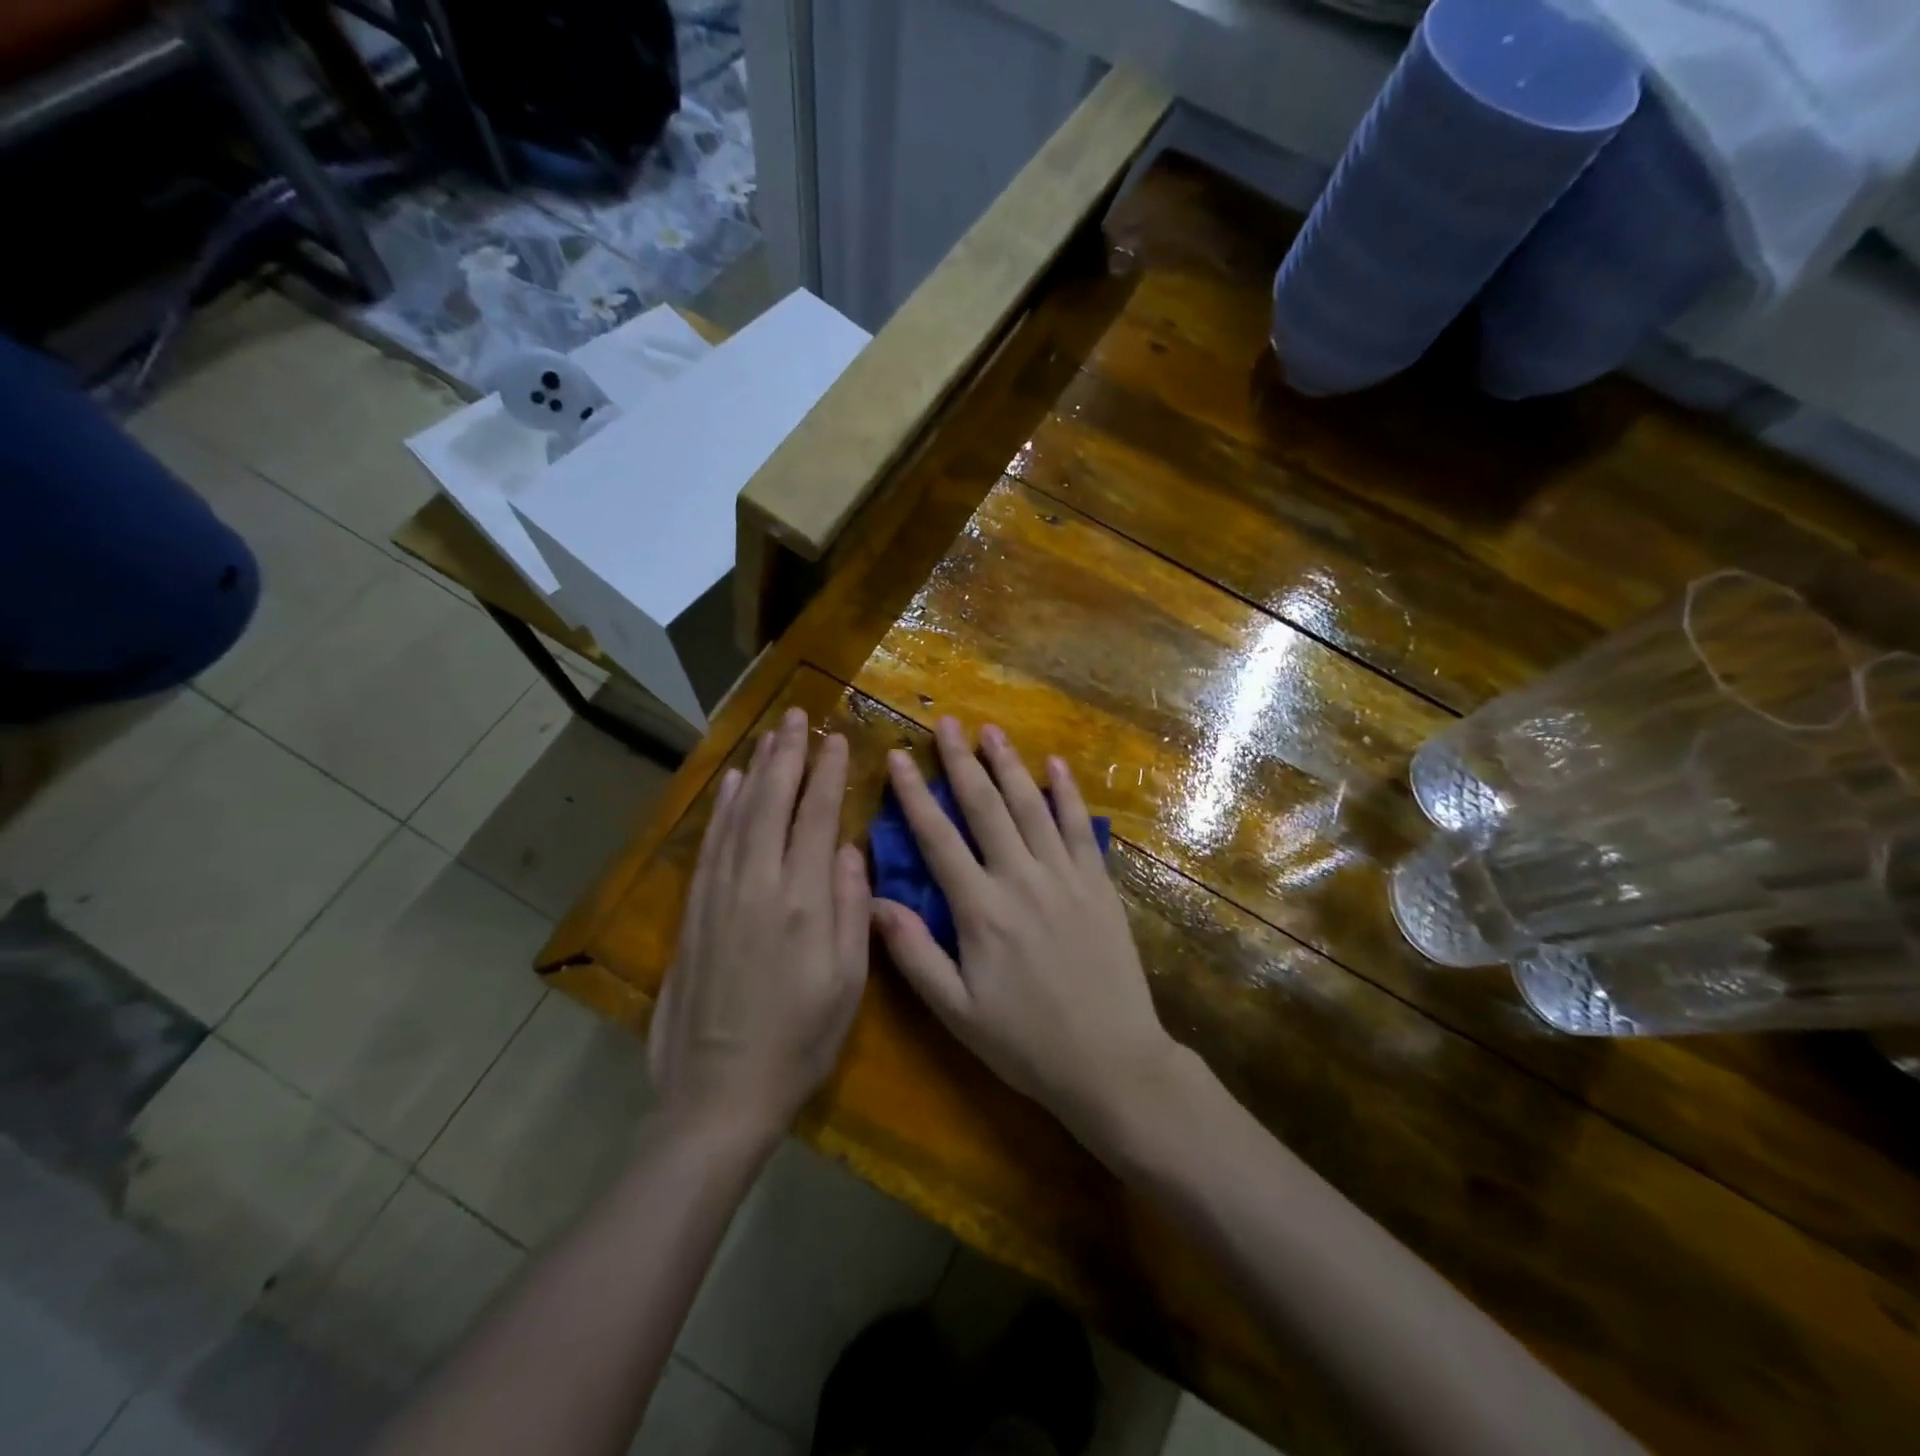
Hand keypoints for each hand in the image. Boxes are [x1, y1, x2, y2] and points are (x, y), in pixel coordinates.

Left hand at [650, 708, 871, 1143]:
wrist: (716, 1095)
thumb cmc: (798, 1043)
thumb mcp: (846, 984)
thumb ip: (850, 909)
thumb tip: (847, 848)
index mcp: (802, 902)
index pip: (814, 817)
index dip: (826, 773)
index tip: (835, 739)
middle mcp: (757, 885)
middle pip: (771, 802)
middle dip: (786, 755)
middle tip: (798, 716)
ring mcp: (719, 895)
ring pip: (738, 814)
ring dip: (754, 770)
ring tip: (769, 735)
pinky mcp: (693, 912)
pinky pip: (710, 844)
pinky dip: (720, 808)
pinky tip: (728, 785)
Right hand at [872, 718, 1178, 1147]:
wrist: (1112, 1061)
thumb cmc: (1026, 1043)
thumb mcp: (957, 1011)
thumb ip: (913, 954)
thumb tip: (873, 900)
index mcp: (980, 910)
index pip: (937, 839)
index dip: (913, 795)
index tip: (896, 757)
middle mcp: (1020, 879)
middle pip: (985, 808)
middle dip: (961, 762)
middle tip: (946, 723)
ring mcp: (1065, 877)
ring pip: (1031, 807)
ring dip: (1009, 765)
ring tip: (991, 731)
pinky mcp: (1098, 884)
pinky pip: (1080, 828)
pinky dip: (1067, 794)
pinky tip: (1056, 766)